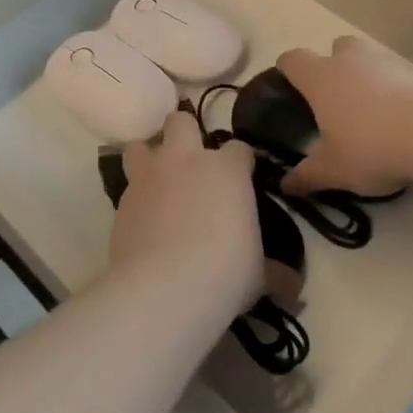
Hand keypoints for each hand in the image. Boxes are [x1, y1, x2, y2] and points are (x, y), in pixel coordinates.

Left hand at [112, 111, 261, 316]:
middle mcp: (185, 160)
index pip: (239, 148)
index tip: (242, 179)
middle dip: (185, 135)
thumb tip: (292, 286)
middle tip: (191, 164)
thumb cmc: (223, 273)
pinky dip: (136, 197)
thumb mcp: (258, 274)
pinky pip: (127, 186)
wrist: (162, 291)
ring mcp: (149, 177)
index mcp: (226, 170)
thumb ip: (274, 271)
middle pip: (180, 122)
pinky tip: (143, 219)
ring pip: (140, 144)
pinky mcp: (121, 201)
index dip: (241, 162)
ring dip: (148, 156)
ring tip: (157, 180)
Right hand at [277, 37, 412, 196]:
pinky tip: (402, 118)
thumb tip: (285, 186)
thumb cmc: (371, 146)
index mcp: (321, 77)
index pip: (292, 60)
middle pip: (335, 48)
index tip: (289, 87)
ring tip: (372, 111)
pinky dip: (396, 89)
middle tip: (336, 100)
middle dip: (334, 66)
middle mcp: (350, 60)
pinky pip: (398, 74)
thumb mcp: (333, 170)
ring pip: (369, 58)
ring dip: (367, 75)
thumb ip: (307, 176)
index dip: (287, 70)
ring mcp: (387, 60)